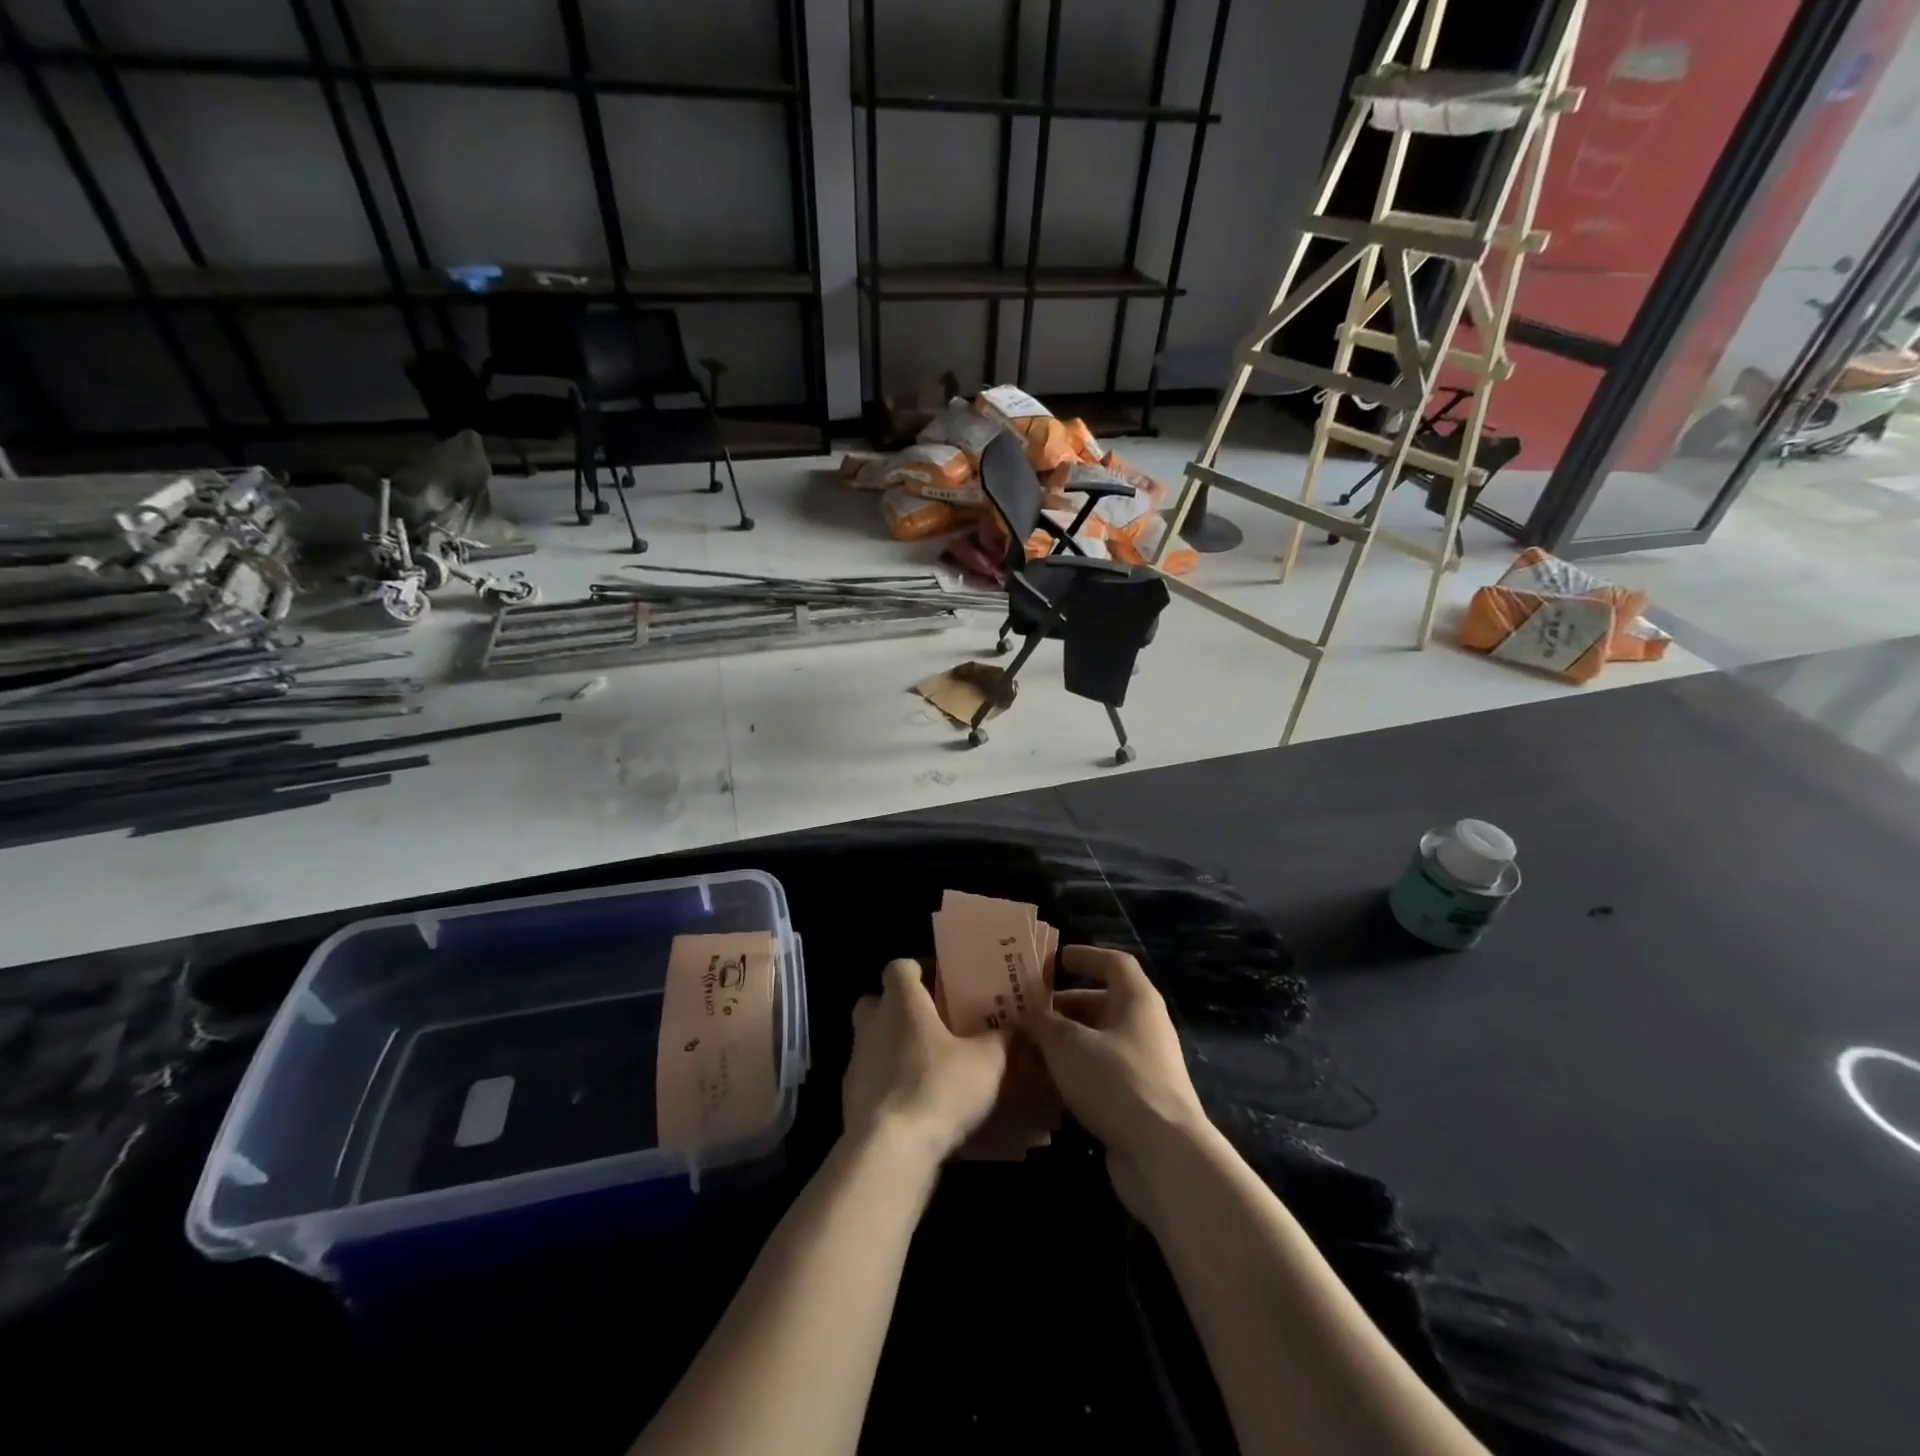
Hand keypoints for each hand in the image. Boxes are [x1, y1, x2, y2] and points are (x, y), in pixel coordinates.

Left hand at [844, 959, 1008, 1172]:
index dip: (919, 971)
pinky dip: (890, 1086)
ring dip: (895, 1050)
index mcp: (901, 1001)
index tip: (942, 985)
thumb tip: (1018, 1027)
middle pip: (879, 1002)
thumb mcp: (987, 1062)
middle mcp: (872, 1023)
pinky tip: (917, 1106)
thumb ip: (1003, 1039)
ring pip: (873, 1042)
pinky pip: (872, 1080)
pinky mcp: (849, 1099)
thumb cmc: (938, 1088)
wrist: (889, 1151)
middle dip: (901, 1009)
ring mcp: (856, 1062)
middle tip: (934, 1025)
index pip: (900, 967)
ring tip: (931, 1070)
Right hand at [1030, 945, 1208, 1218]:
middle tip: (1028, 1012)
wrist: (1163, 1155)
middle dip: (1064, 1006)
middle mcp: (1144, 1027)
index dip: (1086, 956)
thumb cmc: (1116, 1081)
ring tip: (1028, 1048)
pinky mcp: (1137, 1101)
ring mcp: (1144, 1066)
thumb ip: (1044, 1022)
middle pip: (1103, 1004)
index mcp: (1137, 1000)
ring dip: (1065, 1043)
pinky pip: (1101, 1075)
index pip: (1114, 963)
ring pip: (1099, 1042)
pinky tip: (1046, 1085)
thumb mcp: (1068, 1044)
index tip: (1057, 958)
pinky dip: (1075, 1074)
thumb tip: (1029, 1011)